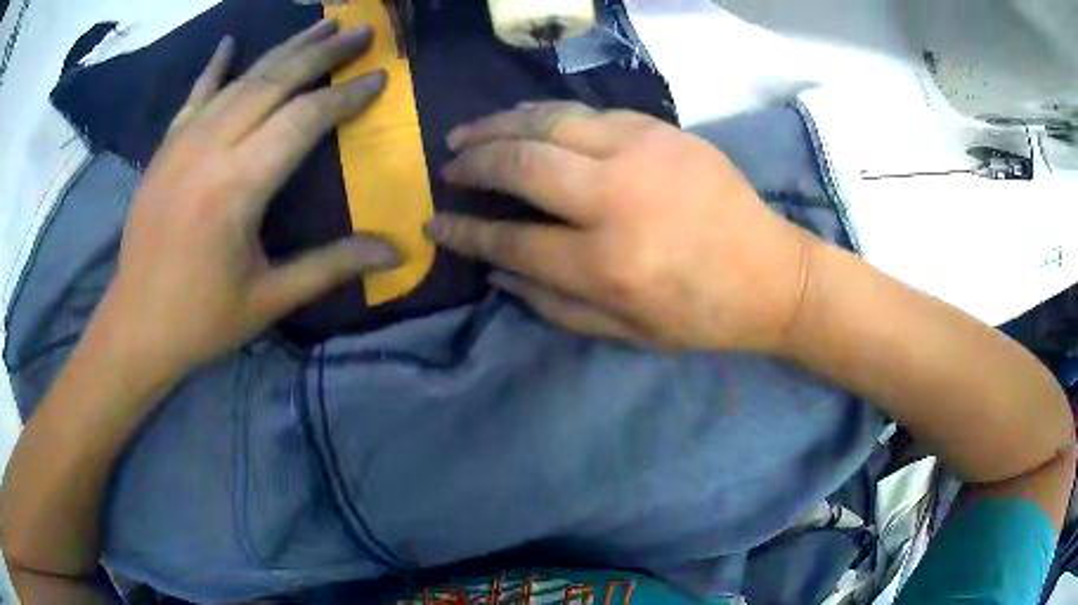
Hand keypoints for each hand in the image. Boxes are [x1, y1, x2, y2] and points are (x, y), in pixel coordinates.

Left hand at [101, 20, 399, 372]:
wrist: (135, 327)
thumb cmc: (202, 320)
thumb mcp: (270, 299)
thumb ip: (332, 266)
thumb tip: (395, 251)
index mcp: (237, 188)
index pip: (303, 120)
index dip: (345, 96)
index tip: (379, 77)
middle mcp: (210, 150)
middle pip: (274, 83)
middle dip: (321, 53)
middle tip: (360, 31)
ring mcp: (182, 144)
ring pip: (241, 80)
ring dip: (283, 50)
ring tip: (319, 26)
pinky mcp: (165, 150)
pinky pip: (195, 96)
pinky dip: (215, 67)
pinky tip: (229, 42)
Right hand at [426, 102, 815, 352]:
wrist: (773, 274)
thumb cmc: (702, 315)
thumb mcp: (626, 333)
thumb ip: (553, 303)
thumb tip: (496, 270)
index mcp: (607, 264)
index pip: (511, 238)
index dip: (465, 230)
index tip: (436, 222)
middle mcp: (617, 199)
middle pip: (521, 164)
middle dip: (474, 162)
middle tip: (449, 165)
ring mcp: (642, 153)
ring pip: (549, 122)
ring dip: (500, 123)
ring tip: (468, 131)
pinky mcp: (662, 131)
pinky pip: (588, 112)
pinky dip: (546, 114)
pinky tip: (524, 118)